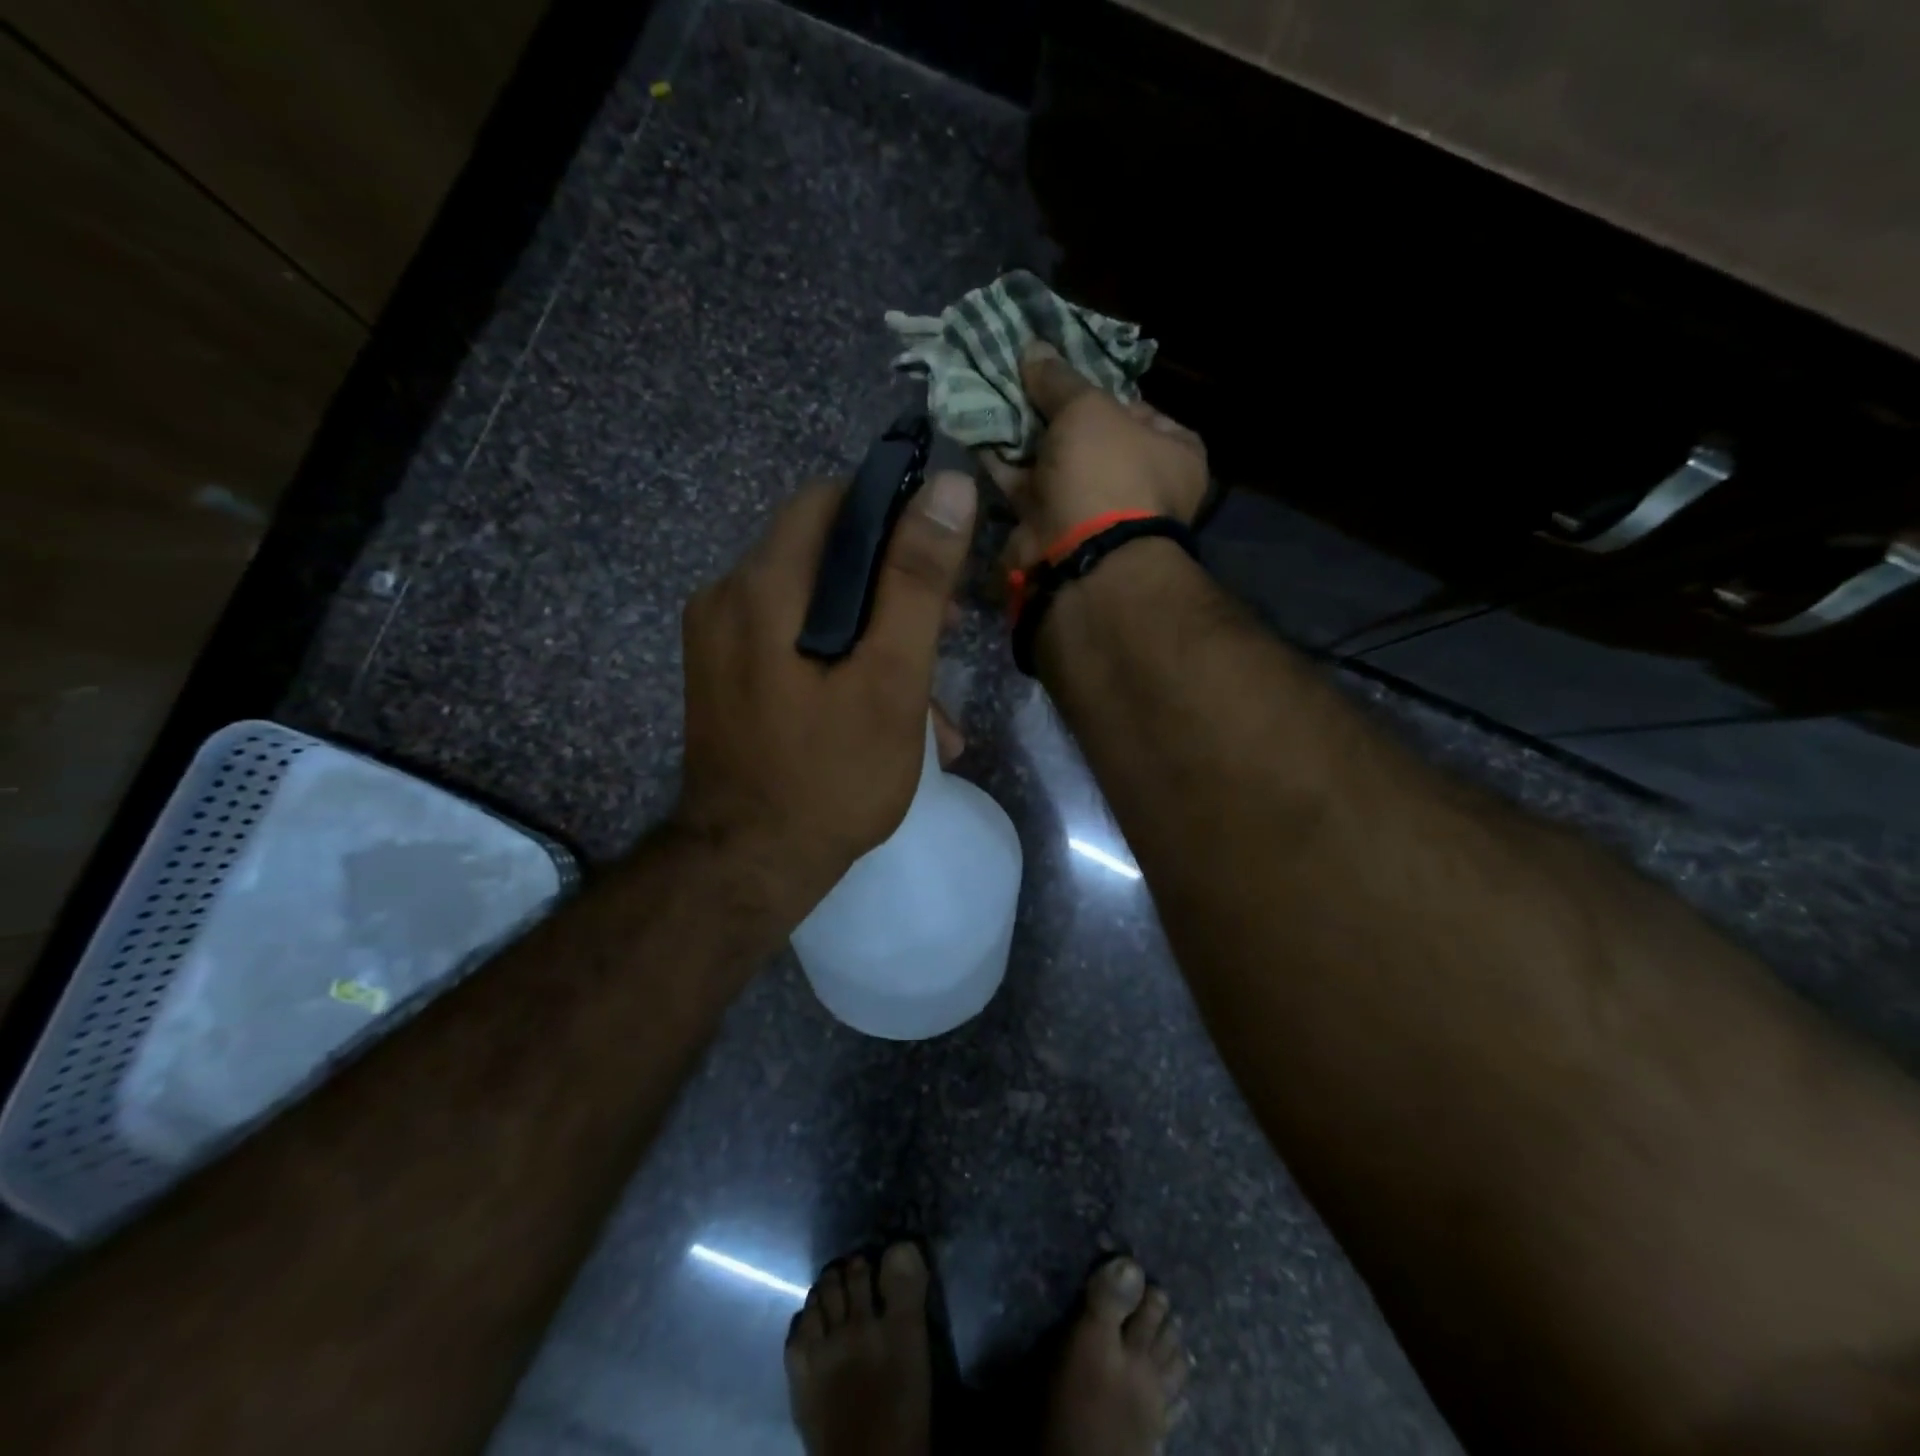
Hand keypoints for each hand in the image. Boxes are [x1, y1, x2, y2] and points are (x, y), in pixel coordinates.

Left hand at [674, 470, 977, 925]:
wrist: (749, 867)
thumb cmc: (830, 777)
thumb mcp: (890, 679)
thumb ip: (917, 582)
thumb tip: (949, 488)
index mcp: (762, 586)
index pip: (829, 501)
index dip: (892, 516)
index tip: (941, 563)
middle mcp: (727, 598)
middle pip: (823, 556)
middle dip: (892, 590)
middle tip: (946, 635)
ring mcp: (719, 641)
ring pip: (813, 607)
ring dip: (875, 638)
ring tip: (932, 701)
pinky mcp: (726, 677)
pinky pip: (792, 644)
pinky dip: (841, 664)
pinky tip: (887, 717)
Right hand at [986, 341, 1208, 570]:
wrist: (1083, 559)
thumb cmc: (1106, 473)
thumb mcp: (1087, 409)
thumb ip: (1059, 379)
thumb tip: (1033, 347)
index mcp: (1173, 453)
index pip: (1137, 408)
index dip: (1098, 388)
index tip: (1062, 372)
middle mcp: (1140, 486)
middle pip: (1089, 438)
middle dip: (1051, 414)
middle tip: (1017, 380)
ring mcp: (1095, 514)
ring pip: (1054, 465)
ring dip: (1023, 437)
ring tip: (988, 396)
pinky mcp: (1055, 533)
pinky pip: (1028, 490)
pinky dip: (1006, 466)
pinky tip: (978, 432)